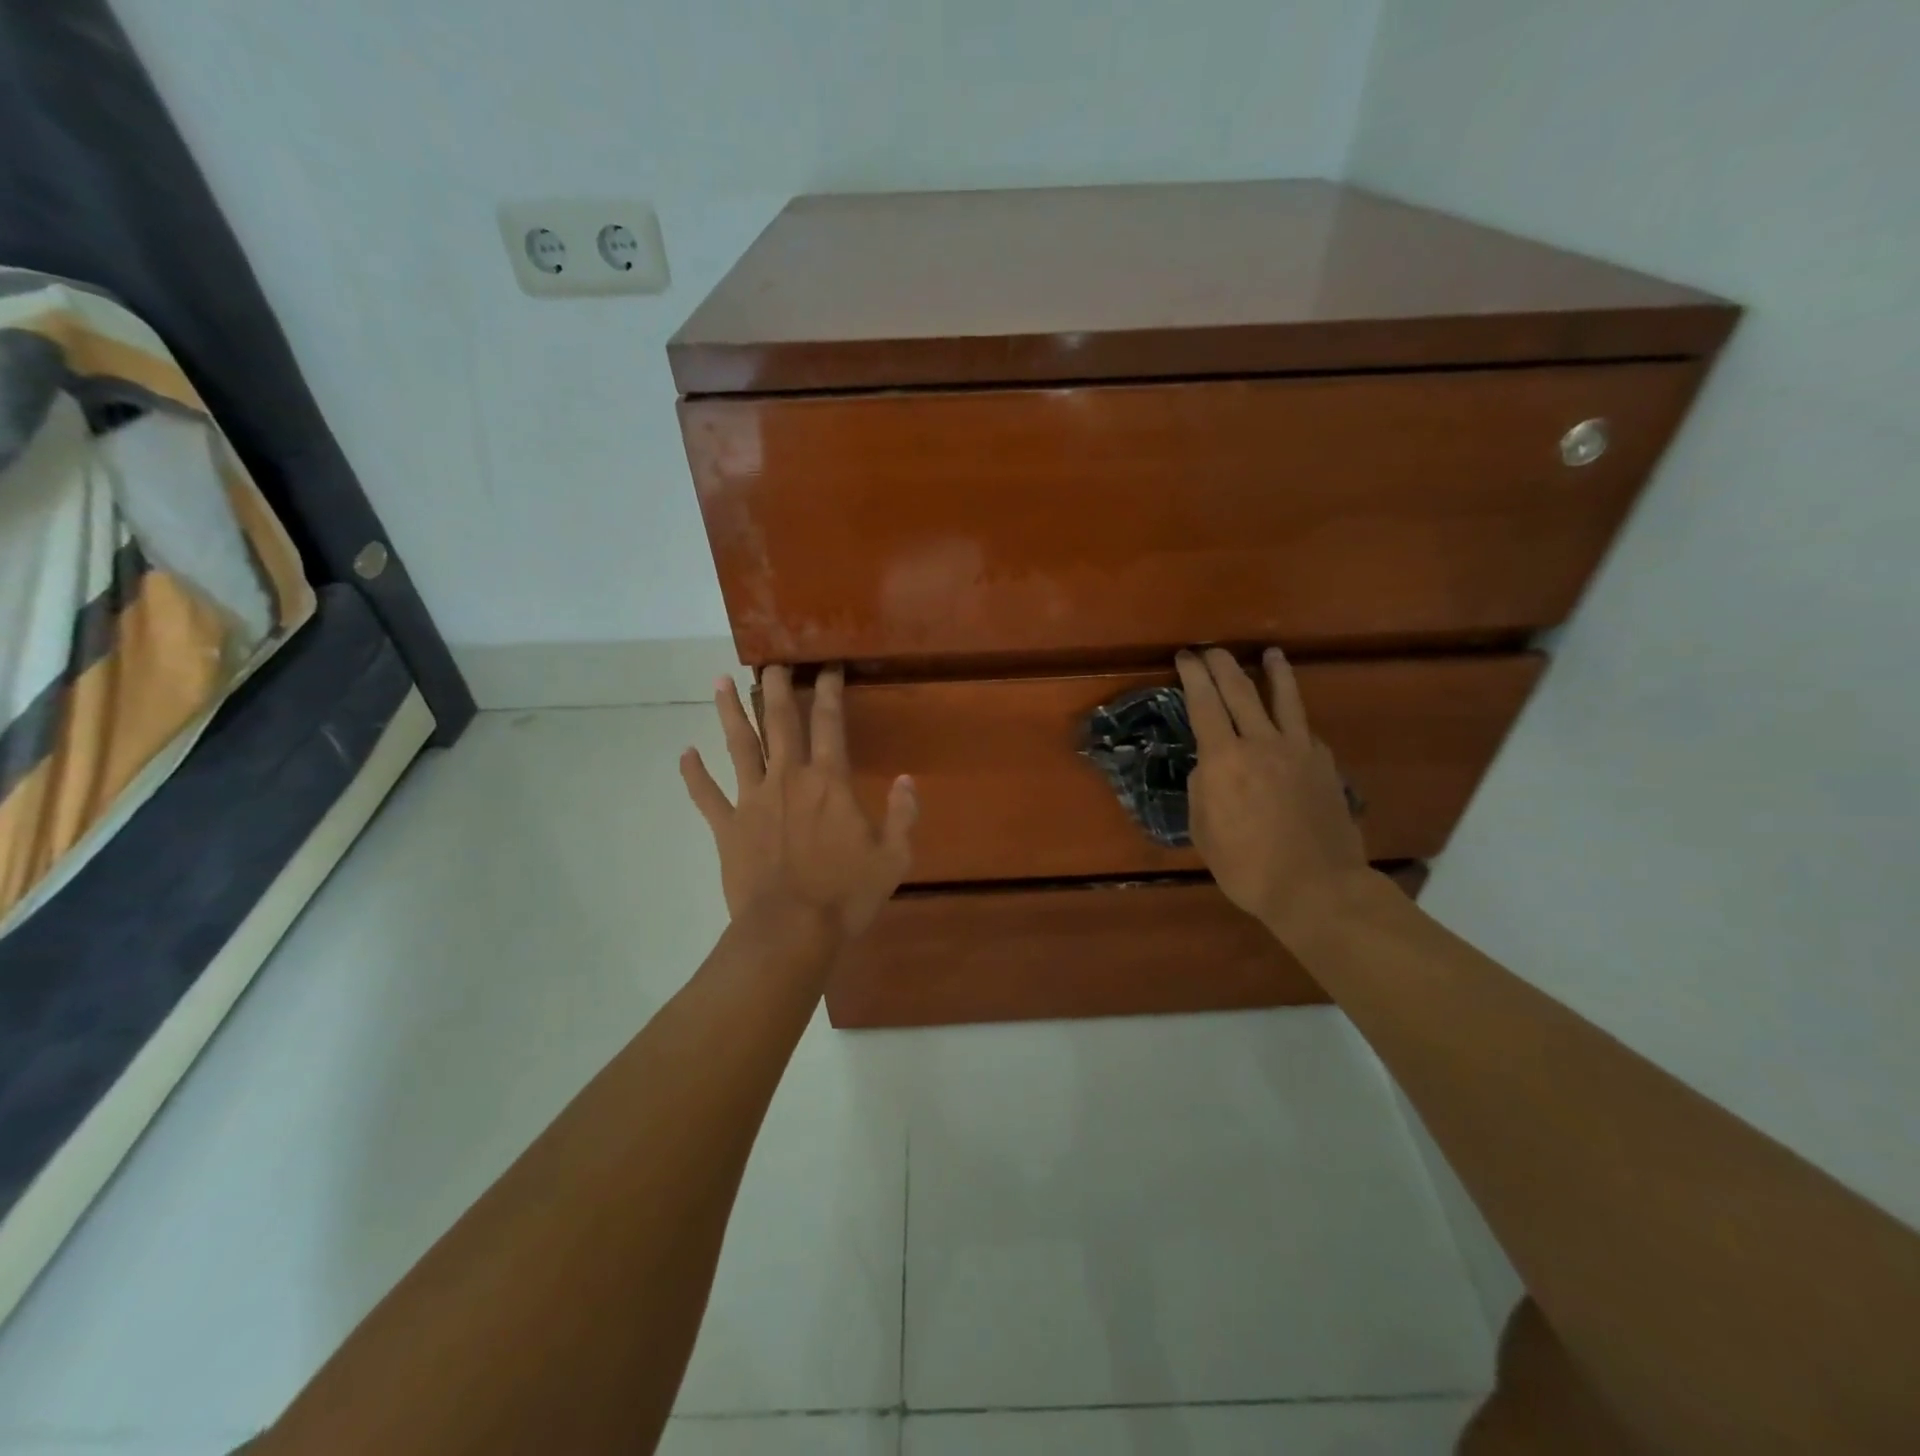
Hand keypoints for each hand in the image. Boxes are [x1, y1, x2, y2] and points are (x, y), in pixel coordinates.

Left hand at [680, 665, 916, 937]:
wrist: (790, 931)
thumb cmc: (846, 895)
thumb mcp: (893, 858)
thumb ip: (903, 815)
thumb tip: (907, 780)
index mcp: (829, 782)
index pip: (830, 722)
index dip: (829, 689)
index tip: (827, 666)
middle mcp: (789, 778)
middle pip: (780, 720)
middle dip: (778, 687)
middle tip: (772, 661)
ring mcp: (753, 799)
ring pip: (739, 745)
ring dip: (730, 711)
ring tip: (720, 681)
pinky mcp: (727, 826)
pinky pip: (706, 794)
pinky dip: (693, 773)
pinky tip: (685, 753)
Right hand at [1175, 647, 1370, 943]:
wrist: (1316, 887)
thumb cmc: (1247, 867)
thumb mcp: (1203, 831)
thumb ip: (1203, 790)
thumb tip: (1210, 767)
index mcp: (1224, 760)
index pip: (1204, 703)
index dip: (1192, 675)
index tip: (1185, 657)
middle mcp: (1261, 743)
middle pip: (1240, 690)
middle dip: (1222, 664)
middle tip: (1212, 650)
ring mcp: (1298, 751)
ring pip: (1284, 699)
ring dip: (1274, 672)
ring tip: (1271, 653)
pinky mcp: (1324, 764)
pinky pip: (1304, 730)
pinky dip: (1292, 718)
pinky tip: (1290, 721)